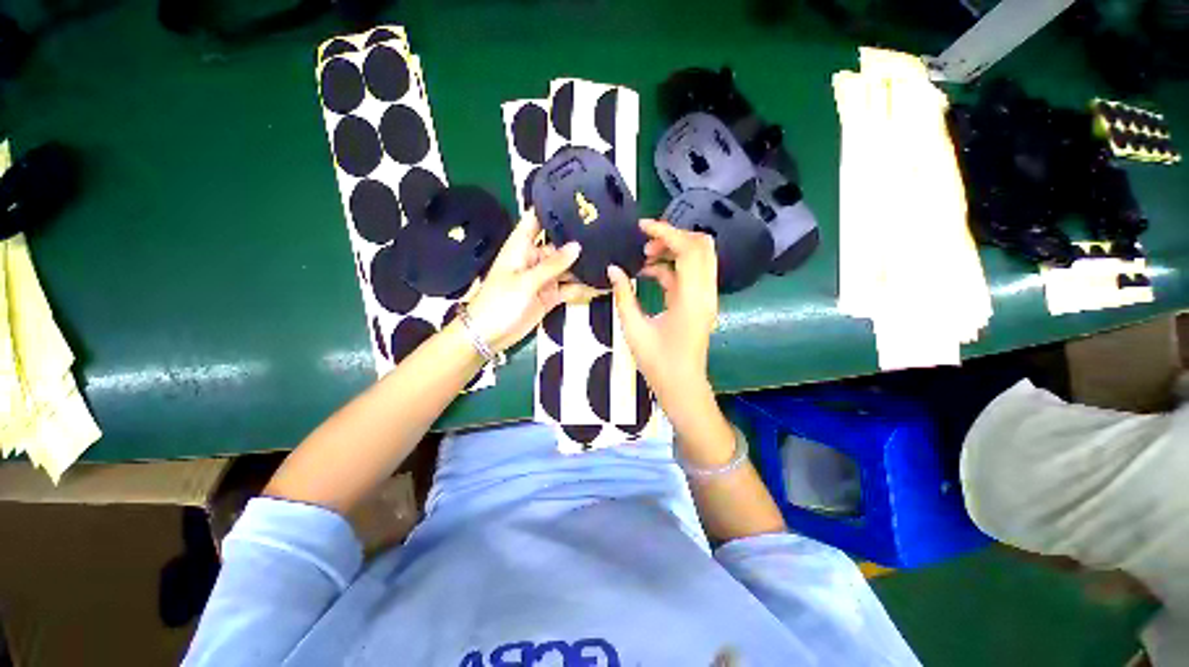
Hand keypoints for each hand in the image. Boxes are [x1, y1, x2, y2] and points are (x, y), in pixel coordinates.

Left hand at [467, 212, 600, 352]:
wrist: (490, 336)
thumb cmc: (500, 302)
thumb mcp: (526, 281)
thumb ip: (553, 264)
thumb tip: (577, 246)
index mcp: (522, 246)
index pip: (536, 219)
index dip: (553, 207)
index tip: (576, 198)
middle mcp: (535, 258)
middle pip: (559, 245)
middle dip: (579, 240)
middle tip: (605, 230)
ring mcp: (544, 278)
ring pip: (568, 268)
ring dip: (584, 266)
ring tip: (610, 257)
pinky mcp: (551, 295)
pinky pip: (570, 288)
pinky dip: (584, 288)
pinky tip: (601, 283)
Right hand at [607, 219, 717, 403]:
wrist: (682, 387)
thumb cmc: (658, 363)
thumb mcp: (634, 329)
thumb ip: (623, 295)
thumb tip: (613, 269)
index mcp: (691, 299)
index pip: (688, 250)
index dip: (666, 232)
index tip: (642, 226)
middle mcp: (705, 293)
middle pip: (702, 247)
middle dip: (673, 237)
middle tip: (645, 245)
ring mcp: (706, 298)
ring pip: (698, 259)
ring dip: (673, 251)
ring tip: (644, 258)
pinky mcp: (701, 303)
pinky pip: (690, 274)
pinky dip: (672, 268)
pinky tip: (649, 273)